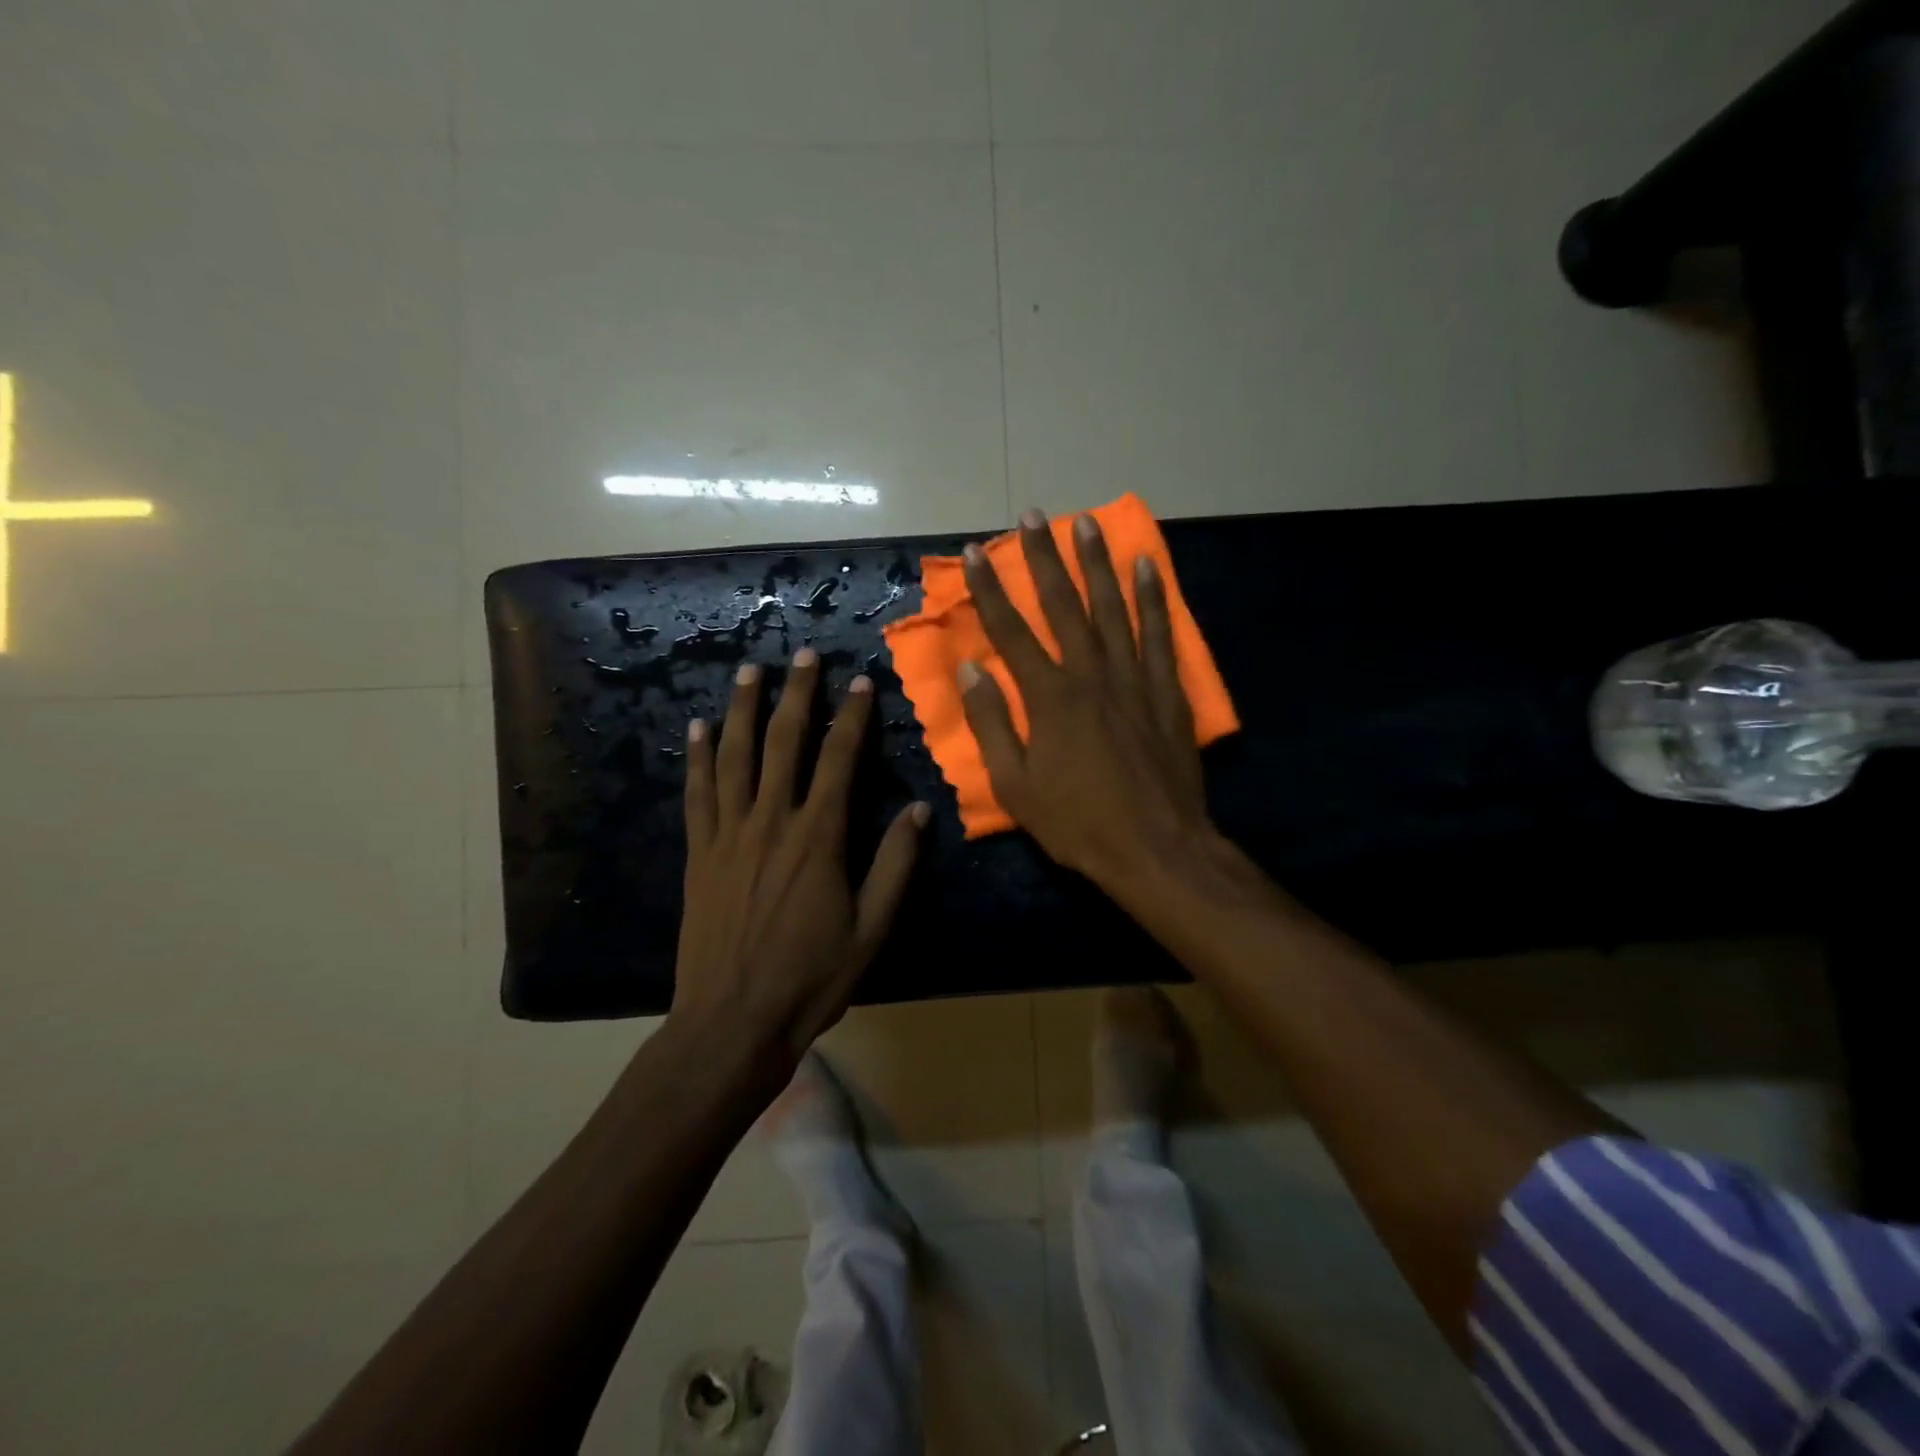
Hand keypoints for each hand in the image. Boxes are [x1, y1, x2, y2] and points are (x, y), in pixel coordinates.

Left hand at [674, 651, 926, 1060]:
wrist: (732, 1022)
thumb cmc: (811, 979)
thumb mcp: (872, 928)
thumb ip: (896, 865)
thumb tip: (920, 810)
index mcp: (818, 838)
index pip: (838, 760)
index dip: (851, 717)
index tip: (859, 681)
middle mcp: (771, 822)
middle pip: (784, 743)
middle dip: (796, 694)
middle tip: (802, 654)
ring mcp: (729, 835)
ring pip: (735, 757)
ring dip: (742, 710)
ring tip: (748, 671)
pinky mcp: (700, 854)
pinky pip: (698, 794)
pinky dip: (697, 758)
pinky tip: (697, 730)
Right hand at [959, 509, 1216, 895]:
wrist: (1156, 849)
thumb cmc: (1078, 823)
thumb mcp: (1016, 786)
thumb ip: (992, 723)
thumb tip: (970, 669)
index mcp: (1049, 698)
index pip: (1011, 632)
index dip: (990, 590)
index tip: (975, 553)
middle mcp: (1091, 675)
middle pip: (1063, 606)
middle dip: (1044, 558)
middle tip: (1032, 516)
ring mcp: (1134, 680)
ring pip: (1112, 608)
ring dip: (1096, 563)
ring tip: (1085, 523)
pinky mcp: (1166, 692)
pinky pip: (1158, 634)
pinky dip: (1153, 597)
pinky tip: (1145, 566)